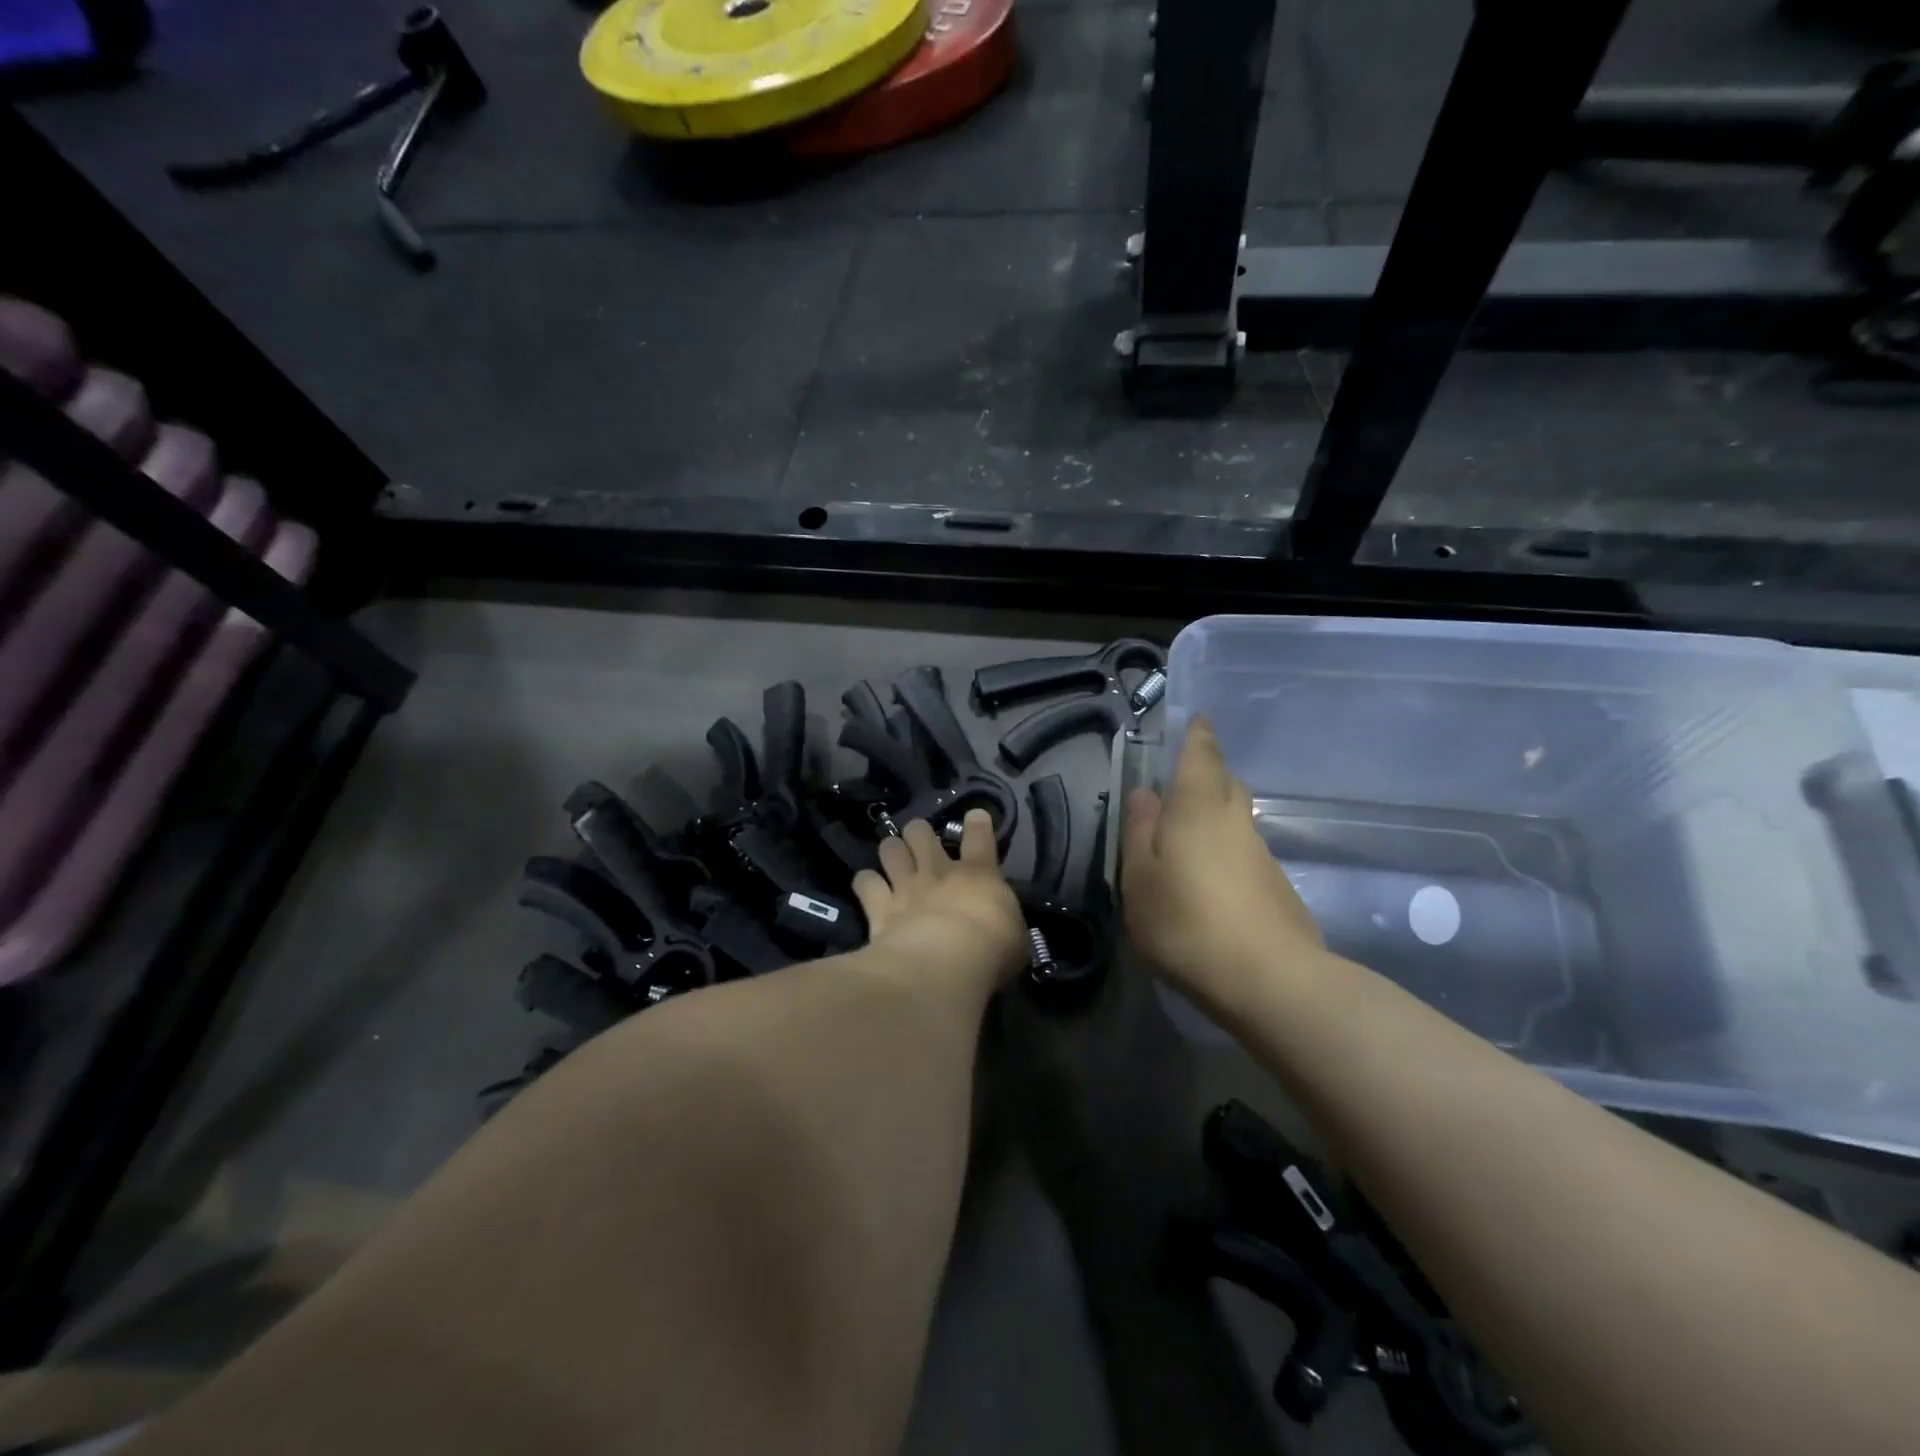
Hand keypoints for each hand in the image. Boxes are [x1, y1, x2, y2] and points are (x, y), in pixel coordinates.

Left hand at [852, 810, 1027, 989]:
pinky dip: (866, 883)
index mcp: (978, 874)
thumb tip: (1000, 923)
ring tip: (892, 859)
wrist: (944, 963)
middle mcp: (938, 871)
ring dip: (891, 851)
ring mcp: (906, 886)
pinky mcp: (879, 907)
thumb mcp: (1014, 937)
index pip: (980, 837)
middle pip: (921, 832)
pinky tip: (867, 888)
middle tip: (920, 842)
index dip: (977, 824)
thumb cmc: (991, 950)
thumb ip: (1003, 922)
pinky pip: (865, 883)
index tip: (974, 817)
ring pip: (890, 848)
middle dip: (918, 832)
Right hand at [1122, 717, 1323, 1010]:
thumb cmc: (1186, 921)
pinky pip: (1245, 855)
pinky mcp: (1277, 889)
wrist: (1270, 981)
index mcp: (1198, 808)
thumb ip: (1139, 831)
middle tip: (1182, 781)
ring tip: (1186, 841)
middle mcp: (1236, 822)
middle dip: (1208, 774)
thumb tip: (1145, 793)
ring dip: (1215, 818)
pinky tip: (1210, 885)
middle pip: (1226, 784)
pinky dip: (1226, 854)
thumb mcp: (1139, 878)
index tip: (1197, 719)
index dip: (1198, 735)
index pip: (1202, 755)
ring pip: (1236, 821)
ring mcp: (1263, 856)